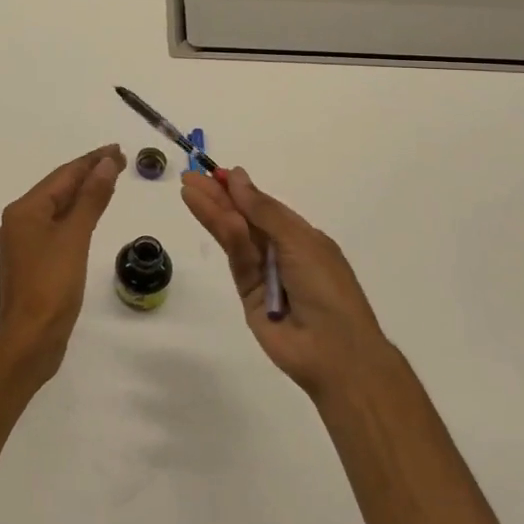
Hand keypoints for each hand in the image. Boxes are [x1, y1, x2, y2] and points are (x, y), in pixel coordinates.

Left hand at [0, 145, 125, 383]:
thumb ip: (91, 199)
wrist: (31, 340)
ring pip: (58, 208)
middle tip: (120, 160)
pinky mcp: (34, 262)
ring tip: (110, 180)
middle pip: (58, 189)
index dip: (91, 161)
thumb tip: (106, 164)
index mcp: (24, 210)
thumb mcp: (75, 237)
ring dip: (83, 194)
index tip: (117, 150)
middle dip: (88, 174)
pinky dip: (77, 216)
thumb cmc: (51, 285)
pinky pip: (58, 227)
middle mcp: (20, 221)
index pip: (63, 176)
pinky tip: (91, 215)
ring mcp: (25, 242)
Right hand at [181, 167, 384, 400]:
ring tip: (188, 191)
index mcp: (302, 237)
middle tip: (190, 179)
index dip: (241, 190)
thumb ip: (263, 210)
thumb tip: (237, 177)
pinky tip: (211, 215)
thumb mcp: (298, 240)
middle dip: (218, 198)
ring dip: (213, 213)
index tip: (216, 173)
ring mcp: (263, 273)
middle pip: (244, 219)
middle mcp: (281, 252)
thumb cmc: (327, 287)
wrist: (334, 351)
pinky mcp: (247, 293)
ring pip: (235, 237)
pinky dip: (226, 237)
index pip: (265, 207)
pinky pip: (236, 260)